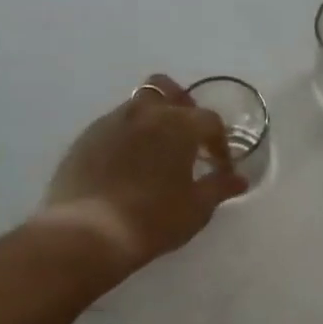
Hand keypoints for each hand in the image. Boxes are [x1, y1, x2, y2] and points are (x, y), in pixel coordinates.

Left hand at [33, 75, 247, 276]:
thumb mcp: (197, 208)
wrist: (87, 233)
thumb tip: (239, 178)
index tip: (220, 166)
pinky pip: (113, 126)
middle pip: (167, 90)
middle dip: (183, 108)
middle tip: (188, 138)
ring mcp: (109, 123)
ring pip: (137, 105)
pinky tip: (128, 167)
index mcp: (177, 124)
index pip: (209, 120)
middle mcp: (143, 113)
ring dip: (152, 120)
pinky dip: (127, 137)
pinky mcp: (84, 139)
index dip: (220, 142)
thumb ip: (220, 187)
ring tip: (157, 153)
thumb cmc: (153, 219)